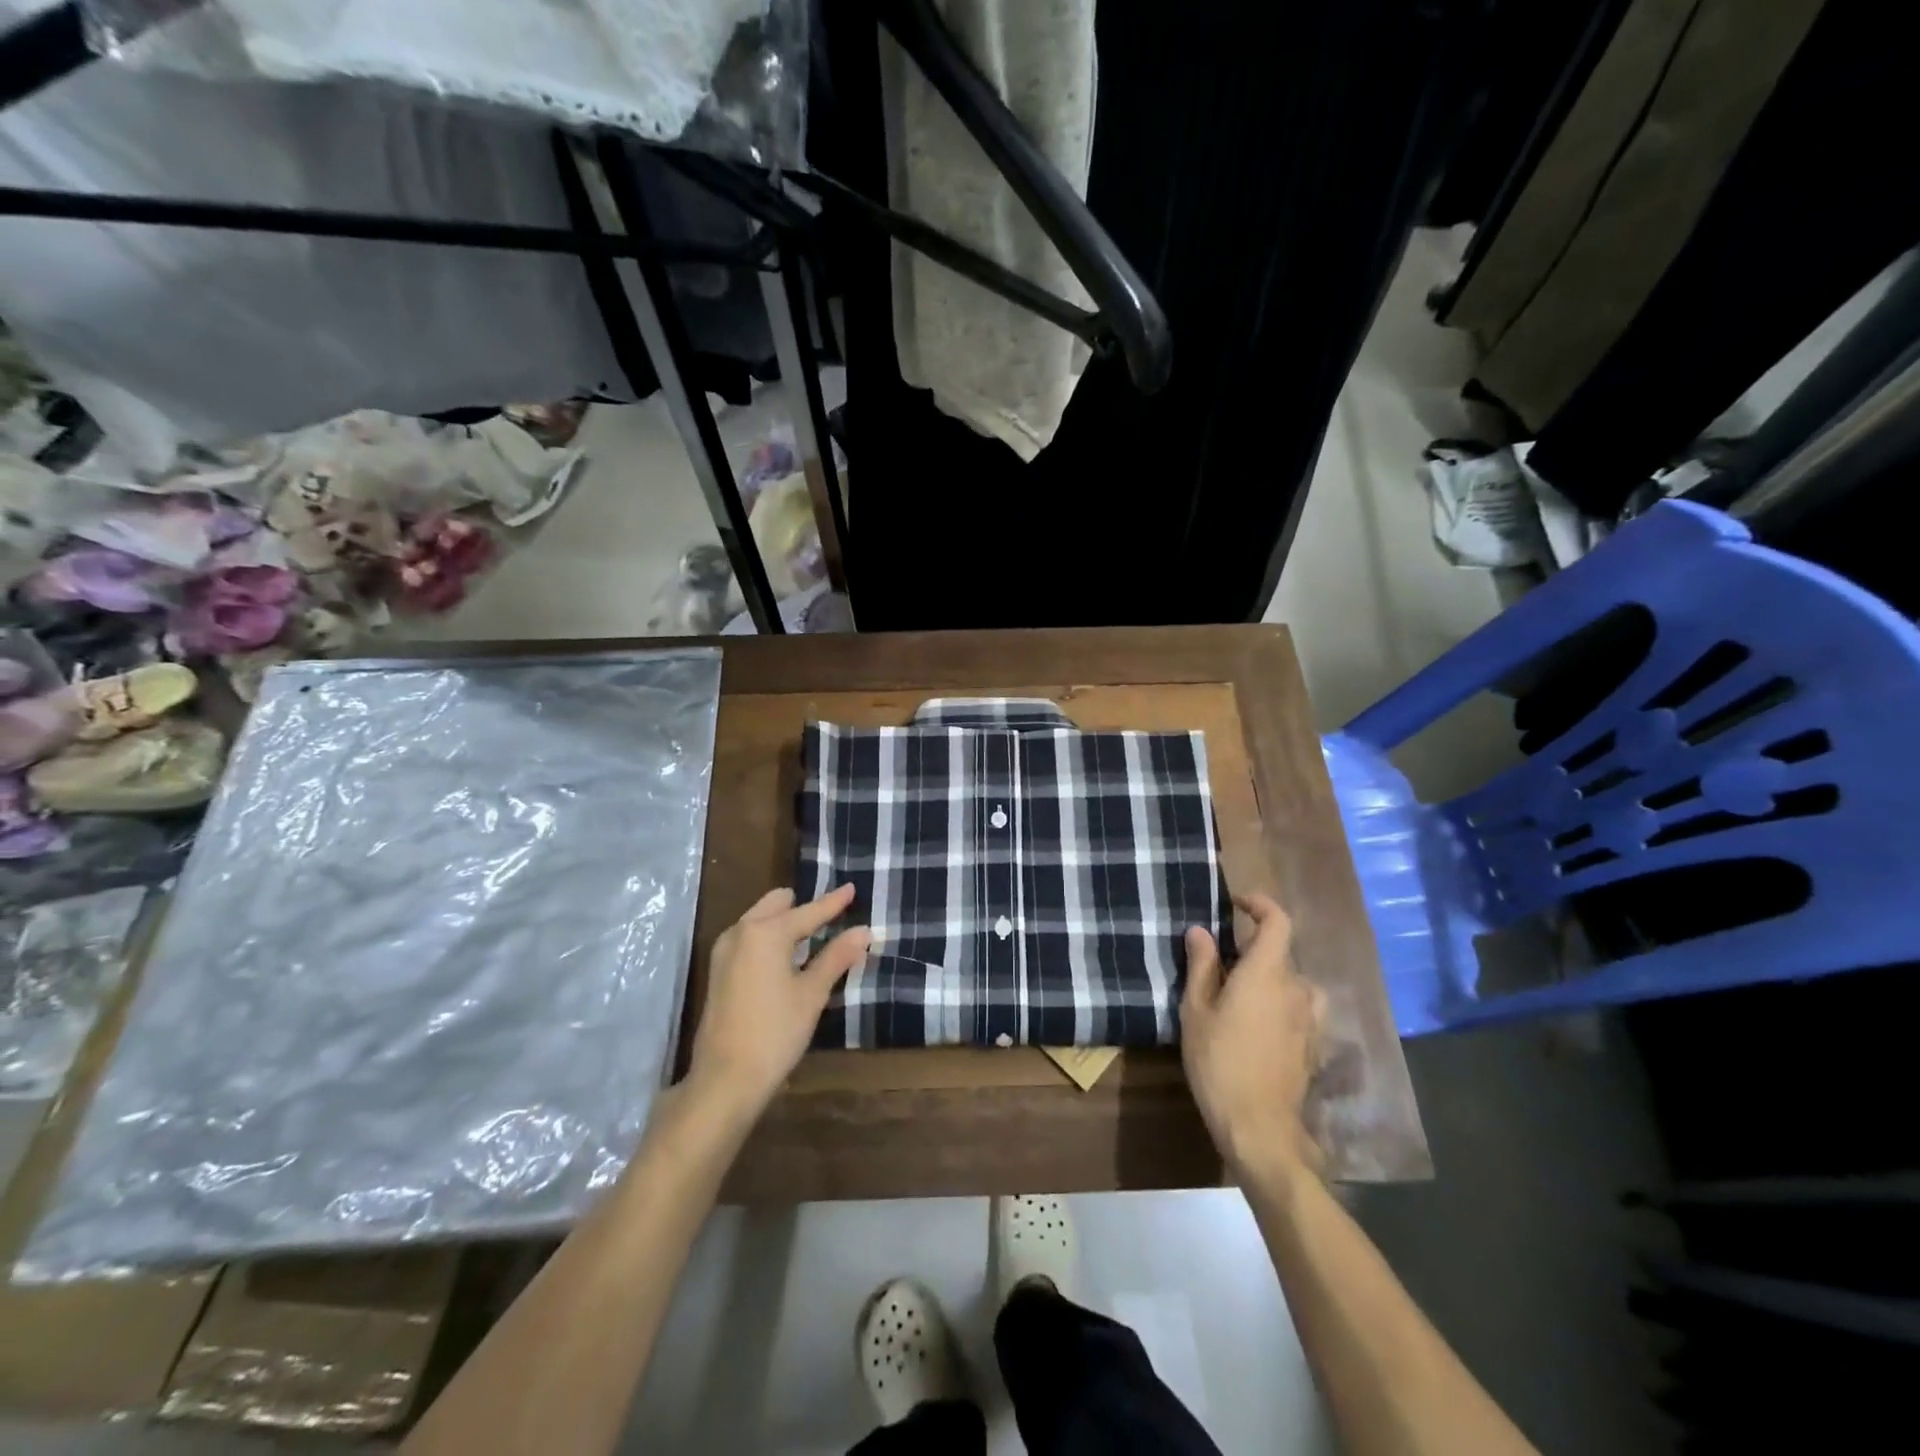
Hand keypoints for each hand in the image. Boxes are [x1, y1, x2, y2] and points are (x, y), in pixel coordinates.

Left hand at [686, 885, 867, 1120]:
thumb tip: (863, 931)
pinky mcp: (718, 971)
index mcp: (765, 932)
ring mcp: (724, 951)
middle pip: (777, 905)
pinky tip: (785, 956)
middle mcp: (740, 932)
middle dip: (802, 907)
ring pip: (759, 920)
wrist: (725, 1080)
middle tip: (830, 915)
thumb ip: (836, 957)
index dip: (833, 902)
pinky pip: (748, 939)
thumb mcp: (812, 994)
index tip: (851, 888)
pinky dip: (768, 938)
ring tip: (811, 934)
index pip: (808, 911)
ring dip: (784, 922)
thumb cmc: (775, 1032)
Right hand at [1181, 893, 1326, 1181]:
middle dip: (1252, 951)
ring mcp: (1311, 1019)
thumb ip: (1202, 966)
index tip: (1237, 904)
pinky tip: (1256, 1028)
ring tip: (1238, 997)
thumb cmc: (1219, 1062)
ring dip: (1268, 980)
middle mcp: (1297, 988)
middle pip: (1280, 954)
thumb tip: (1200, 930)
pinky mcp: (1314, 1044)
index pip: (1277, 921)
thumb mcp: (1196, 1010)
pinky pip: (1298, 1009)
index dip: (1261, 905)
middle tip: (1220, 966)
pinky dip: (1279, 1005)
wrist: (1259, 1127)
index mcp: (1267, 973)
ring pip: (1291, 982)